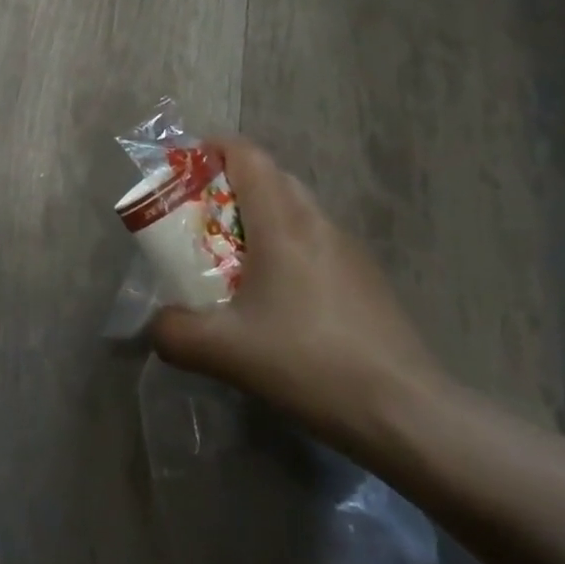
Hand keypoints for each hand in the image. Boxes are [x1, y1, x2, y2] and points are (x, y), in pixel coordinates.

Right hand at [150, 138, 446, 447]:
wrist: (407, 414)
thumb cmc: (309, 364)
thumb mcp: (224, 351)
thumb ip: (174, 332)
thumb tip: (157, 324)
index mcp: (283, 222)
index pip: (247, 154)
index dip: (212, 149)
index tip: (182, 169)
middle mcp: (317, 222)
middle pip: (269, 178)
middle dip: (228, 187)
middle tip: (196, 221)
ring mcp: (348, 250)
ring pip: (294, 211)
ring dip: (258, 220)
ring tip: (230, 263)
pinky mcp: (366, 279)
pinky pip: (314, 242)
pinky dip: (284, 249)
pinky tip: (276, 301)